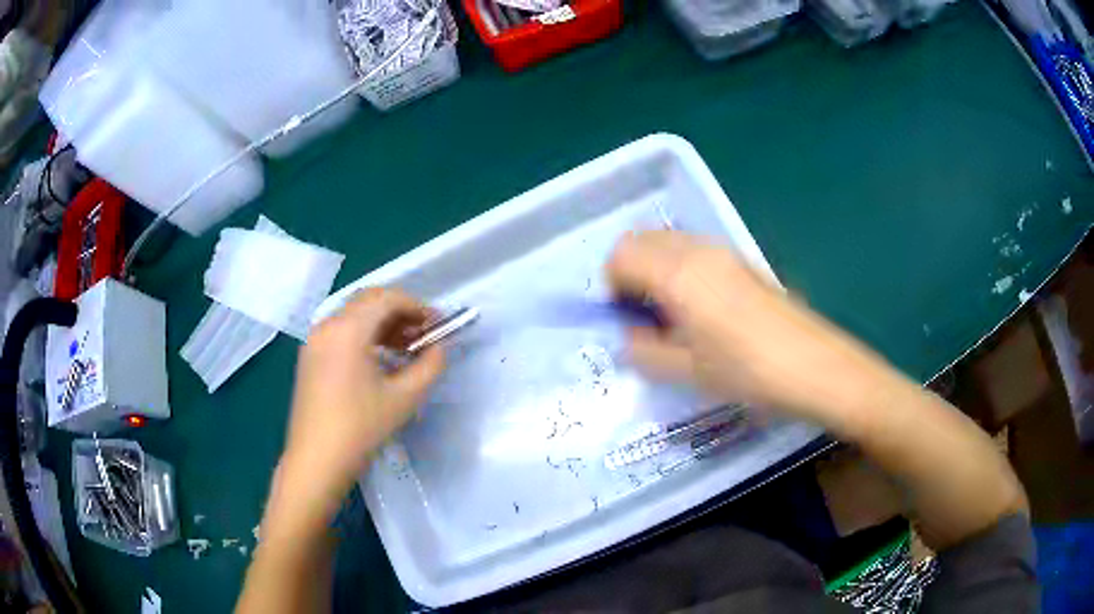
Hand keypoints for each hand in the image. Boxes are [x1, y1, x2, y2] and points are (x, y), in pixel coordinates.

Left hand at [280, 288, 444, 504]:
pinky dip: (365, 336)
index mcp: (348, 329)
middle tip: (424, 335)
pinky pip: (341, 332)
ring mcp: (314, 341)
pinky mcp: (310, 357)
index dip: (417, 306)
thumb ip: (430, 365)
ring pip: (354, 316)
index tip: (438, 325)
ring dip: (383, 324)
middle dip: (400, 312)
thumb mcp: (404, 398)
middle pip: (369, 301)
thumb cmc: (361, 429)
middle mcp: (327, 325)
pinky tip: (381, 361)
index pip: (387, 298)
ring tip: (407, 348)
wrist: (317, 461)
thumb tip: (440, 347)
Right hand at [606, 231, 895, 430]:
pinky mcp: (743, 260)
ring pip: (670, 243)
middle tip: (643, 316)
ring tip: (673, 316)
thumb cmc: (747, 371)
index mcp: (677, 273)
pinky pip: (696, 251)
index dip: (611, 285)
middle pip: (643, 240)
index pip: (621, 255)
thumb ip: (644, 351)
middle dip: (630, 272)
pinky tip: (702, 310)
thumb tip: (628, 338)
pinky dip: (681, 269)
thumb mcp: (687, 371)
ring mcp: (724, 252)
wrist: (814, 366)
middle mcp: (698, 250)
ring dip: (656, 269)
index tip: (624, 318)